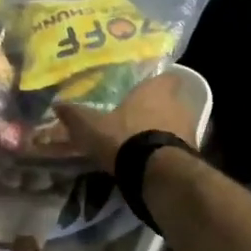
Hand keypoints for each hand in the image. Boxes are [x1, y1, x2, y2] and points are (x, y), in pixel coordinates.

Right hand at [53, 68, 199, 173]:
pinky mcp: (193, 154)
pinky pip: (178, 147)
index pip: (165, 76)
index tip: (143, 90)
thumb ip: (76, 116)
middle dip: (157, 109)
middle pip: (170, 101)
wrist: (157, 173)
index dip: (155, 83)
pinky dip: (167, 152)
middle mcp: (178, 104)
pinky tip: (152, 162)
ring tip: (144, 143)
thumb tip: (57, 104)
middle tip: (138, 118)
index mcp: (156, 90)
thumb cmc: (125, 138)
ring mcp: (190, 129)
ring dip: (164, 131)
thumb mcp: (91, 127)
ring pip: (177, 124)